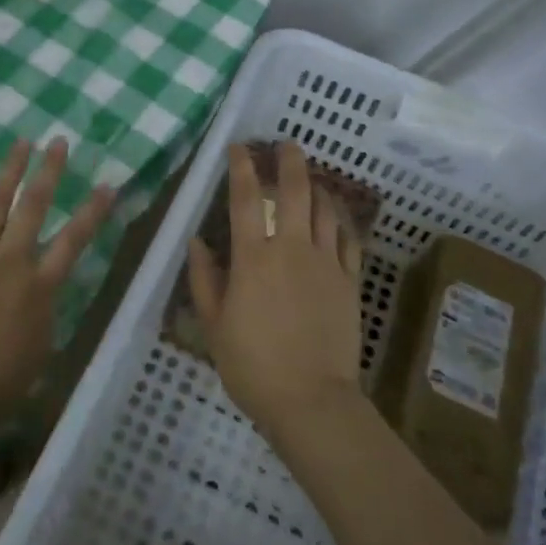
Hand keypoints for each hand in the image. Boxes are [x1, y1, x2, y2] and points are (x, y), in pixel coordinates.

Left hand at [0, 138, 115, 435]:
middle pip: (33, 208)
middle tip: (58, 142)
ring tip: (22, 141)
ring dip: (10, 171)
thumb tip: (42, 296)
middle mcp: (10, 262)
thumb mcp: (38, 354)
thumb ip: (43, 317)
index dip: (92, 212)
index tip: (107, 184)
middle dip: (48, 172)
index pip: (73, 241)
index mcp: (39, 288)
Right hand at [188, 141, 367, 443]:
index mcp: (253, 259)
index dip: (240, 168)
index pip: (243, 200)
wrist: (311, 400)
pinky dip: (340, 220)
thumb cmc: (252, 365)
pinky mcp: (349, 282)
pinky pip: (348, 239)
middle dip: (289, 161)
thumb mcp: (214, 325)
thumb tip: (197, 241)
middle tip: (286, 144)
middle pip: (294, 192)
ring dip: (316, 186)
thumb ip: (204, 279)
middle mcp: (291, 249)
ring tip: (310, 176)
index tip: (239, 147)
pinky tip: (335, 214)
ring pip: (324, 210)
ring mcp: (325, 263)